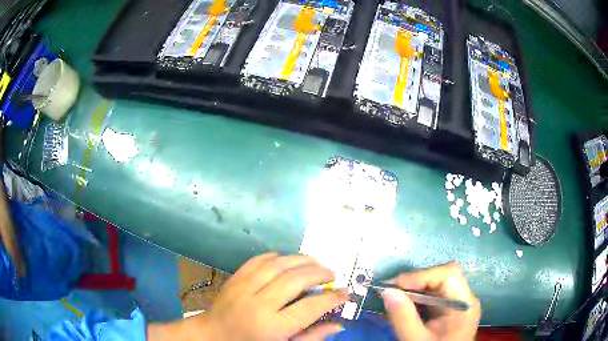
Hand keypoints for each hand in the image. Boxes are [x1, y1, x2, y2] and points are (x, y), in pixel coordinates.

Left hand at [196, 253, 346, 340]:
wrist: (212, 335)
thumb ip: (311, 337)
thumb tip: (339, 324)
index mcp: (272, 327)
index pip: (309, 308)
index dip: (331, 298)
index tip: (345, 292)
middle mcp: (258, 304)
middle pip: (295, 280)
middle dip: (318, 274)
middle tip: (332, 274)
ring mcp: (243, 287)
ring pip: (278, 264)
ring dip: (301, 260)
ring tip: (316, 262)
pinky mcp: (235, 277)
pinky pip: (259, 260)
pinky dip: (278, 256)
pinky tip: (289, 260)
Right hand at [381, 263, 480, 340]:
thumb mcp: (415, 340)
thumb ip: (403, 317)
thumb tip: (386, 291)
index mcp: (464, 305)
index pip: (448, 274)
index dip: (421, 275)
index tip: (393, 286)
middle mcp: (464, 300)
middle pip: (442, 277)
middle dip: (414, 282)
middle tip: (389, 291)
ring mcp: (457, 305)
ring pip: (435, 285)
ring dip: (413, 290)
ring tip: (392, 298)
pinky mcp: (448, 312)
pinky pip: (432, 297)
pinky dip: (415, 299)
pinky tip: (402, 307)